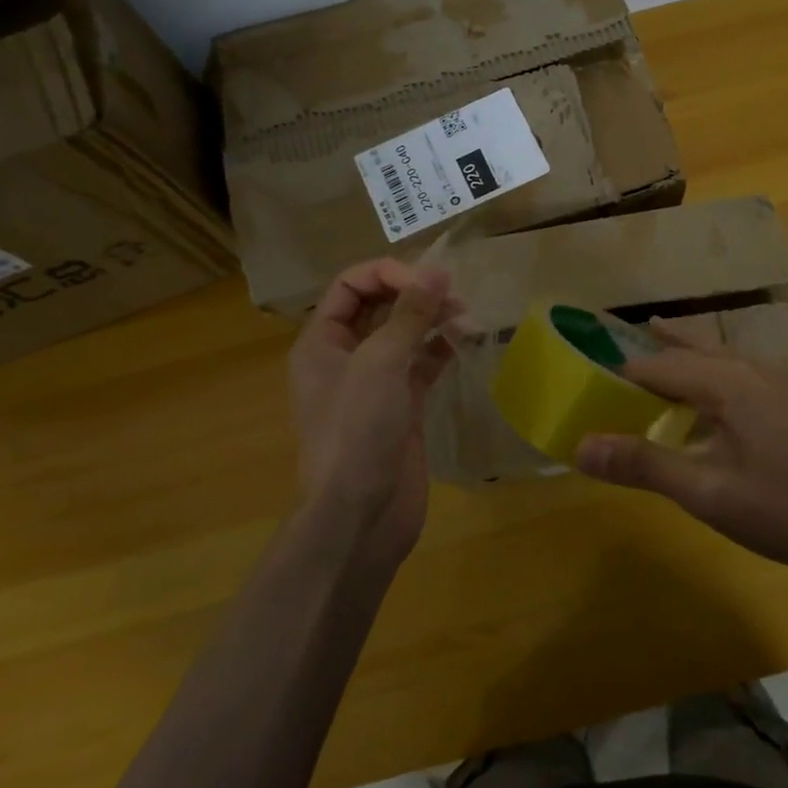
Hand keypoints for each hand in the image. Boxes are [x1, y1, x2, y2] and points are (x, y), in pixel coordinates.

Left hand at [287, 259, 461, 563]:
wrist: (360, 516)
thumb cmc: (357, 431)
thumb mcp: (380, 364)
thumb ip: (410, 315)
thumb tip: (438, 271)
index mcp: (321, 342)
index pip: (351, 285)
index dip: (387, 273)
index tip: (427, 280)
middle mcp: (344, 357)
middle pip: (379, 307)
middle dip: (414, 294)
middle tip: (455, 295)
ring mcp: (374, 383)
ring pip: (403, 335)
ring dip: (432, 320)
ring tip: (466, 316)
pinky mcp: (401, 406)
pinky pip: (420, 365)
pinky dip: (440, 350)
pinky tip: (465, 341)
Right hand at [573, 329, 787, 605]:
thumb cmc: (779, 512)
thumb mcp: (704, 492)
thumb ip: (641, 464)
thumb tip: (578, 447)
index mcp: (725, 382)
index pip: (655, 365)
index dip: (616, 376)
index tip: (584, 391)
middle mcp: (746, 369)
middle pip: (682, 350)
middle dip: (644, 356)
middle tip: (604, 363)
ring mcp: (769, 381)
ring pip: (709, 353)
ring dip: (675, 353)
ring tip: (645, 343)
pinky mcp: (781, 399)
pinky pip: (729, 368)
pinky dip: (701, 367)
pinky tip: (695, 389)